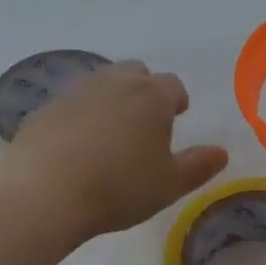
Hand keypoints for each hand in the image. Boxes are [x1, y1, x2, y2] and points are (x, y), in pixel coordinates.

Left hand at [7, 61, 228, 239]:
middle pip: (135, 73)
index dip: (177, 100)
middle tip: (145, 120)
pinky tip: (77, 144)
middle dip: (144, 90)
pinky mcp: (45, 108)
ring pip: (101, 83)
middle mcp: (114, 83)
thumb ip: (198, 166)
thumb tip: (221, 152)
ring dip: (111, 99)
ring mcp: (75, 91)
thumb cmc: (119, 187)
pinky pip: (71, 103)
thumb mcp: (168, 184)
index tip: (178, 115)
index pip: (172, 85)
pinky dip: (80, 115)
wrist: (45, 191)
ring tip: (111, 131)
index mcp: (151, 96)